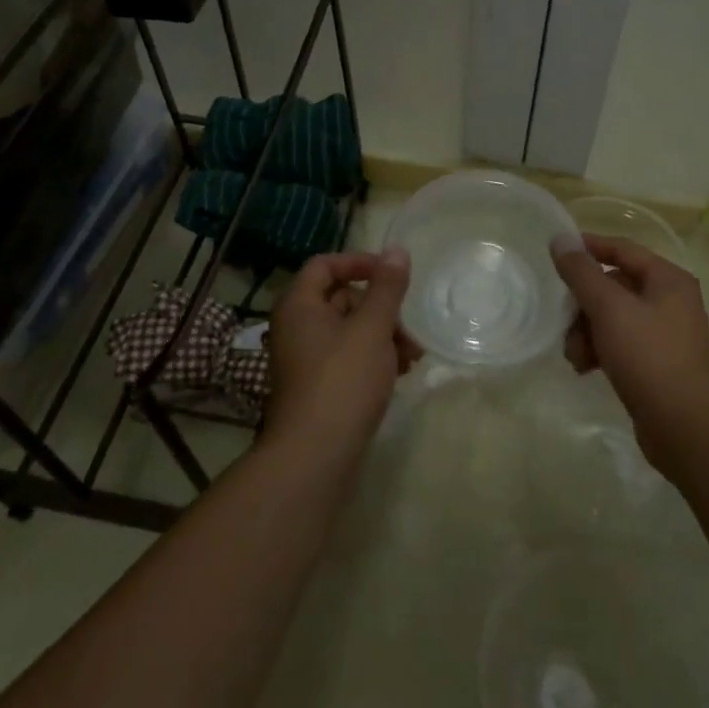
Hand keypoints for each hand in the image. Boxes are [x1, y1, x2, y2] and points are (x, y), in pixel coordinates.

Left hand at [263, 249, 416, 459]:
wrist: (314, 457)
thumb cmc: (343, 381)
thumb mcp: (372, 328)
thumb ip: (387, 288)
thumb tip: (397, 250)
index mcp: (299, 305)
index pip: (325, 265)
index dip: (359, 263)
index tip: (392, 273)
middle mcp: (296, 328)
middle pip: (341, 299)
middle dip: (381, 309)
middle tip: (409, 328)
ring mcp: (304, 360)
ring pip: (349, 331)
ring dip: (383, 336)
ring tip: (412, 357)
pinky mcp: (317, 388)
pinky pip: (347, 358)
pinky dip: (373, 359)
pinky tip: (399, 374)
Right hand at [550, 233, 708, 475]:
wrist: (684, 426)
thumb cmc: (648, 356)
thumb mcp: (609, 308)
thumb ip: (581, 272)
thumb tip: (560, 240)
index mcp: (668, 279)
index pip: (622, 249)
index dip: (588, 248)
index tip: (556, 253)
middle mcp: (670, 301)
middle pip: (613, 286)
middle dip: (584, 305)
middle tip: (565, 323)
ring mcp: (665, 334)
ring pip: (612, 318)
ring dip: (587, 332)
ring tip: (576, 357)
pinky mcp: (657, 363)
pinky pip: (620, 343)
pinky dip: (600, 351)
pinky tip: (586, 369)